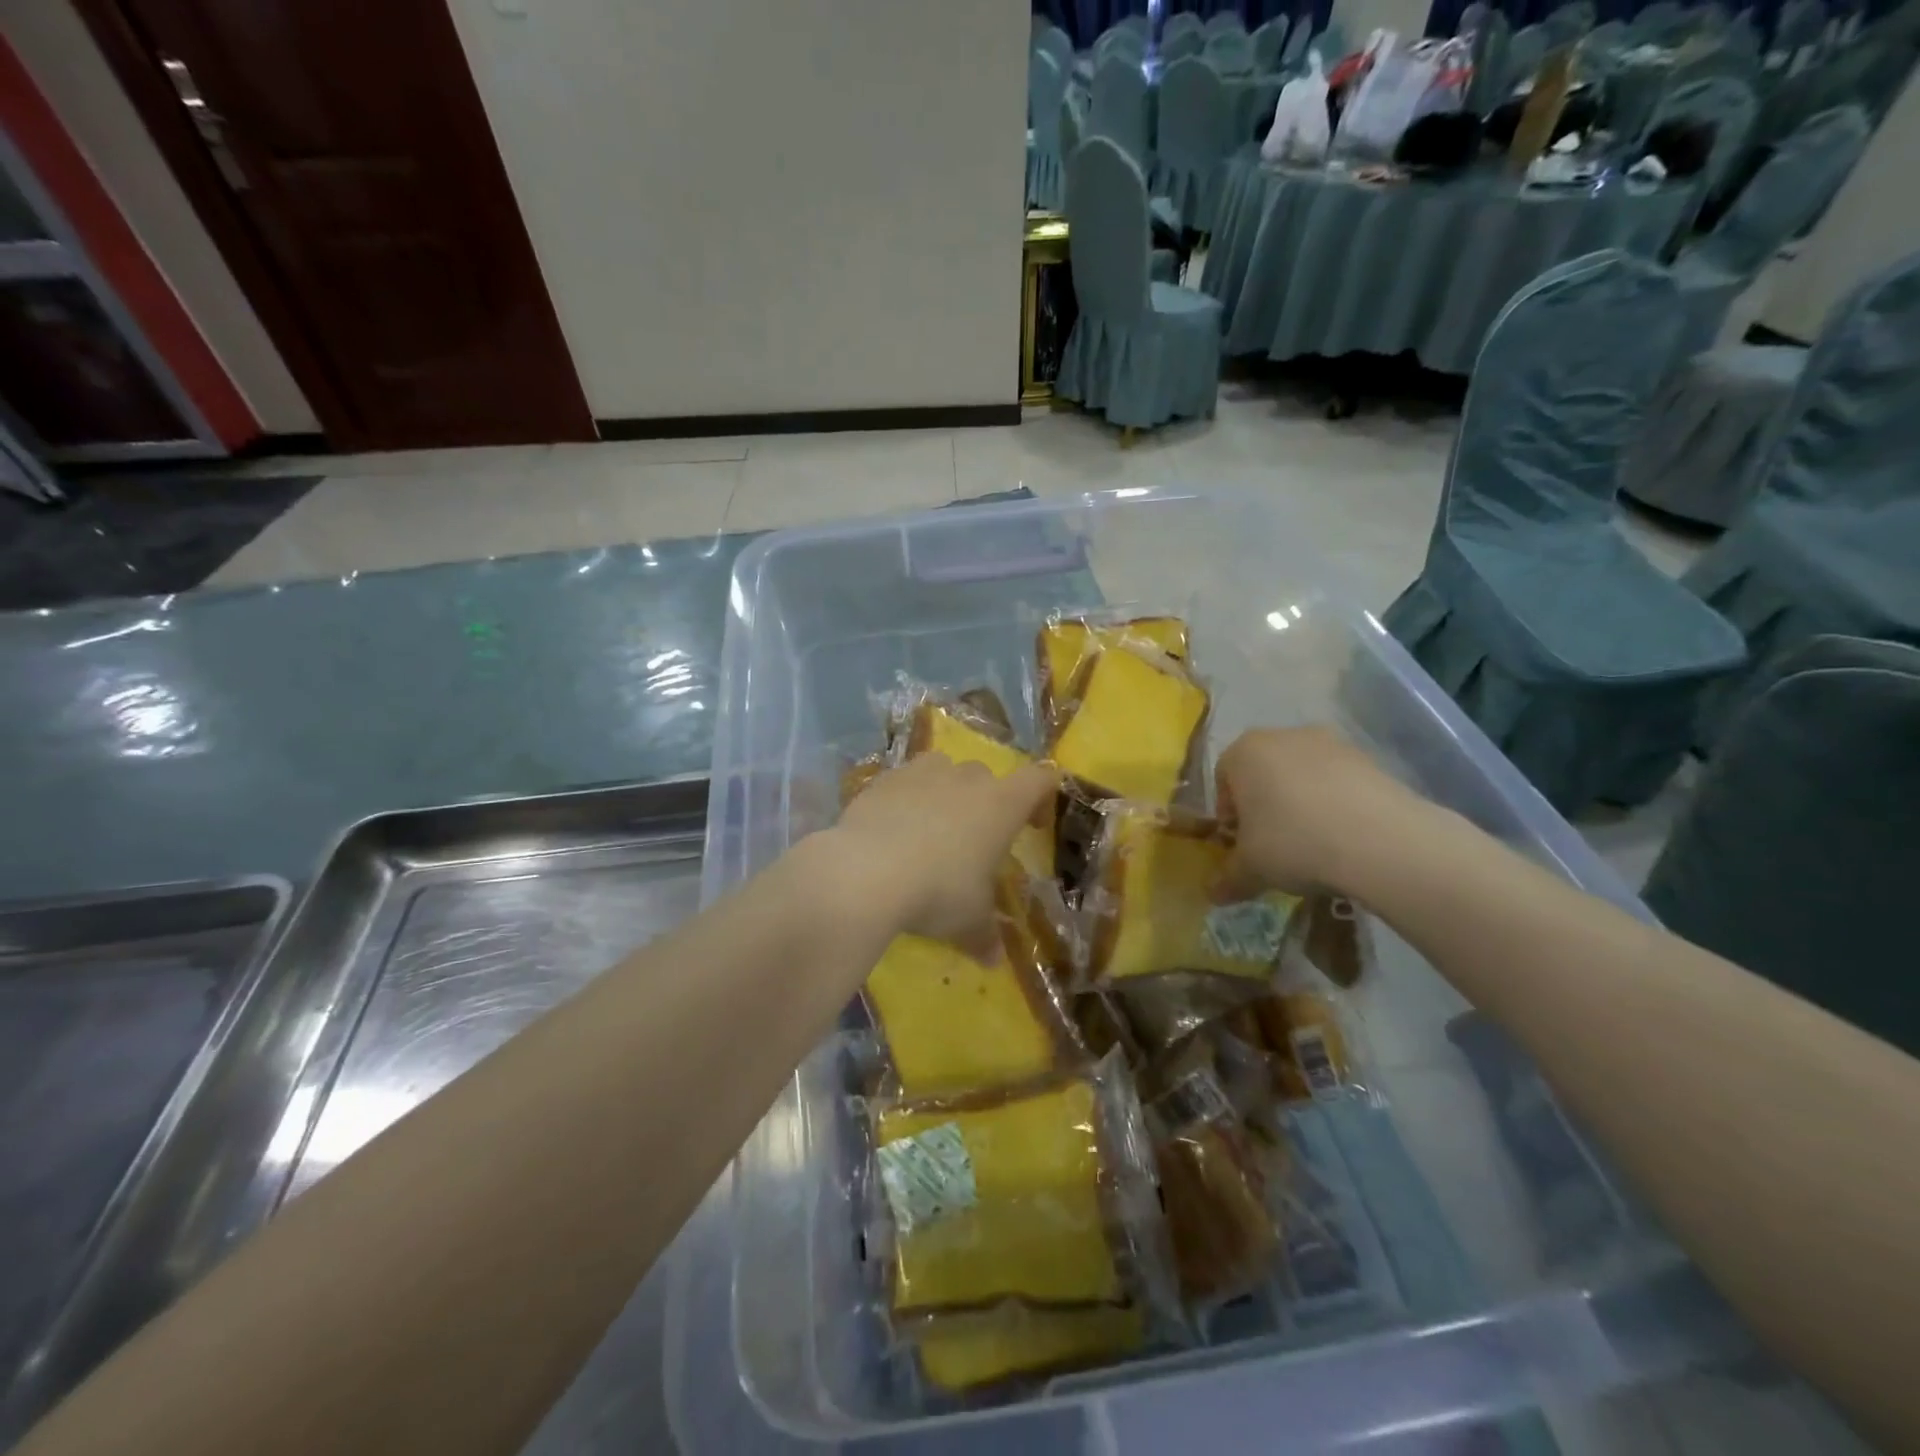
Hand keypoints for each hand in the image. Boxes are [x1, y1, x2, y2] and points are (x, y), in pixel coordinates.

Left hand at [826, 752, 1058, 957]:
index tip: (1034, 824)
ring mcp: (922, 773)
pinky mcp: (884, 779)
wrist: (866, 870)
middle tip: (974, 839)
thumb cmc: (937, 891)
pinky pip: (904, 781)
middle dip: (985, 802)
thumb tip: (995, 961)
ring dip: (944, 791)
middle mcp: (966, 779)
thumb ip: (985, 936)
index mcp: (1001, 805)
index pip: (1038, 780)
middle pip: (987, 776)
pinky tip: (893, 829)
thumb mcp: (968, 921)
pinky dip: (905, 798)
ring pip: (943, 769)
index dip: (1042, 796)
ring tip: (932, 827)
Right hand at [1213, 727, 1422, 900]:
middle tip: (1273, 844)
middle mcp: (1284, 736)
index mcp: (1244, 751)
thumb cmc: (1293, 843)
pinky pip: (1339, 782)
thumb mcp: (1251, 869)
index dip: (1229, 813)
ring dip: (1302, 803)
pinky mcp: (1370, 758)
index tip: (1241, 843)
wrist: (1381, 840)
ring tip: (1314, 843)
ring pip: (1303, 775)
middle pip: (1264, 771)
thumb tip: (1214, 894)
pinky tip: (1345, 838)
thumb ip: (1228, 879)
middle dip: (1265, 805)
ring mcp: (1331, 743)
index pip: (1223, 777)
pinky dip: (1336, 804)